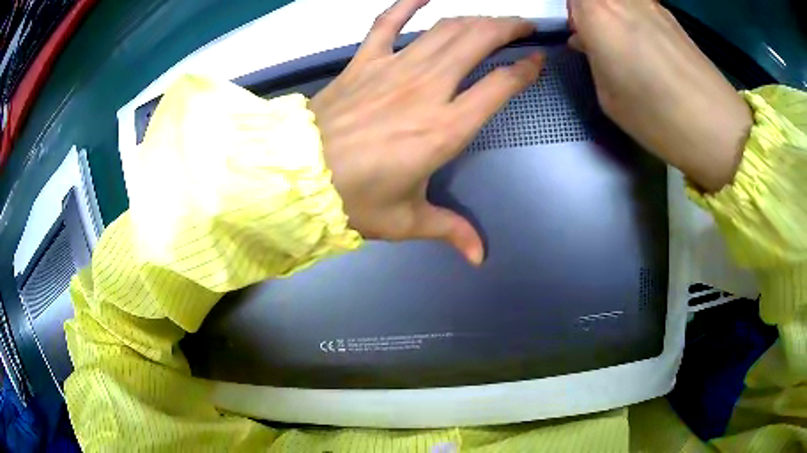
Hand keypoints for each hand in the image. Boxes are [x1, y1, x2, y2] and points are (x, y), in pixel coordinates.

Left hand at [310, 0, 543, 264]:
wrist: (298, 179)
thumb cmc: (354, 201)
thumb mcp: (407, 221)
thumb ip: (450, 230)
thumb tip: (479, 256)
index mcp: (445, 129)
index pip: (500, 86)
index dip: (525, 70)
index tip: (537, 62)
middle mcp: (426, 89)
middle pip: (477, 42)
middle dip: (507, 28)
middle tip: (523, 27)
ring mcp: (393, 69)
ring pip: (444, 29)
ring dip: (474, 18)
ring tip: (492, 19)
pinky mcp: (363, 62)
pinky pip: (386, 23)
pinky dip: (406, 4)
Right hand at [568, 0, 752, 191]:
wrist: (715, 126)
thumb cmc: (656, 117)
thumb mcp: (608, 95)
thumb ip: (593, 58)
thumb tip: (589, 41)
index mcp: (597, 14)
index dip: (573, 13)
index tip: (577, 33)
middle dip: (592, 13)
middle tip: (595, 37)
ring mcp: (649, 3)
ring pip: (620, 1)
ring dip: (614, 15)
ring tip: (622, 43)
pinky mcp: (670, 16)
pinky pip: (640, 6)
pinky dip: (634, 18)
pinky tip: (646, 46)